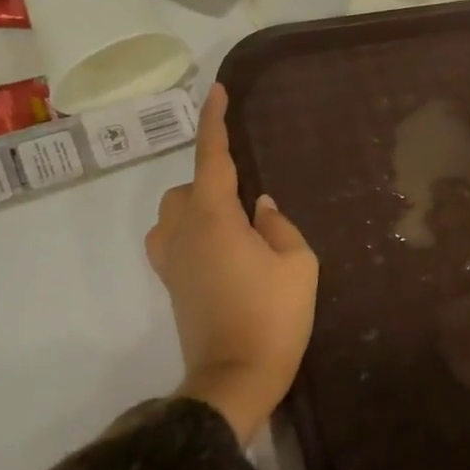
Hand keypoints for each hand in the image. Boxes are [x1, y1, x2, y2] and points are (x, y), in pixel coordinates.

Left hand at [146, 84, 317, 442]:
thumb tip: (261, 207)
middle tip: (252, 199)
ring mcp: (172, 261)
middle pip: (187, 187)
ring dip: (200, 206)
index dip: (215, 122)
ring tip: (238, 224)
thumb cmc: (274, 315)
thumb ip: (279, 226)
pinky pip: (172, 239)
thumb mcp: (297, 263)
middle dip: (213, 180)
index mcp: (215, 219)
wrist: (236, 378)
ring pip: (174, 213)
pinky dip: (192, 231)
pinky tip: (220, 247)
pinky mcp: (172, 284)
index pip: (212, 158)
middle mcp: (184, 233)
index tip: (217, 91)